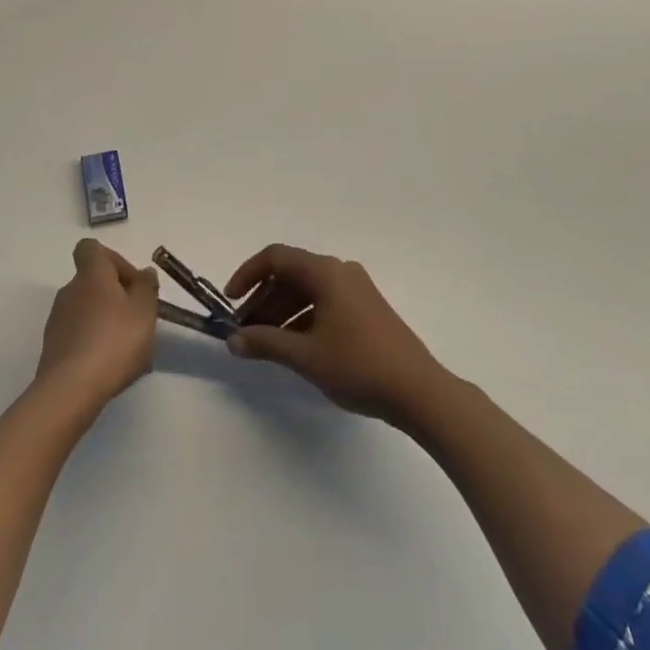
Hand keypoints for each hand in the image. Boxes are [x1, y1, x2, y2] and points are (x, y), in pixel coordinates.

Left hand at [35, 239, 159, 410]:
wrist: (70, 390)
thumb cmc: (113, 341)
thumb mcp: (144, 310)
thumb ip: (147, 286)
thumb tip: (144, 272)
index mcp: (91, 275)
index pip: (90, 248)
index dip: (113, 260)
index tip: (131, 283)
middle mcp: (69, 291)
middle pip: (92, 282)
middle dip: (116, 296)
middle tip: (137, 321)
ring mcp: (58, 320)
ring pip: (86, 310)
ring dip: (105, 321)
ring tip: (126, 350)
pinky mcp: (53, 348)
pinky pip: (78, 335)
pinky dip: (93, 344)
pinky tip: (109, 367)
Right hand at [224, 244, 444, 427]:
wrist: (419, 392)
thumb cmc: (359, 366)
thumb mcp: (306, 356)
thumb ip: (266, 344)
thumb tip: (233, 340)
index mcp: (326, 272)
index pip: (276, 257)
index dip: (248, 275)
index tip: (230, 301)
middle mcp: (340, 271)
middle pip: (291, 274)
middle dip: (263, 300)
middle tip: (244, 331)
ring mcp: (356, 289)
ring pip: (307, 290)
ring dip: (281, 312)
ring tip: (264, 343)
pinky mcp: (366, 309)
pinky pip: (324, 303)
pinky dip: (303, 318)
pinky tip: (293, 347)